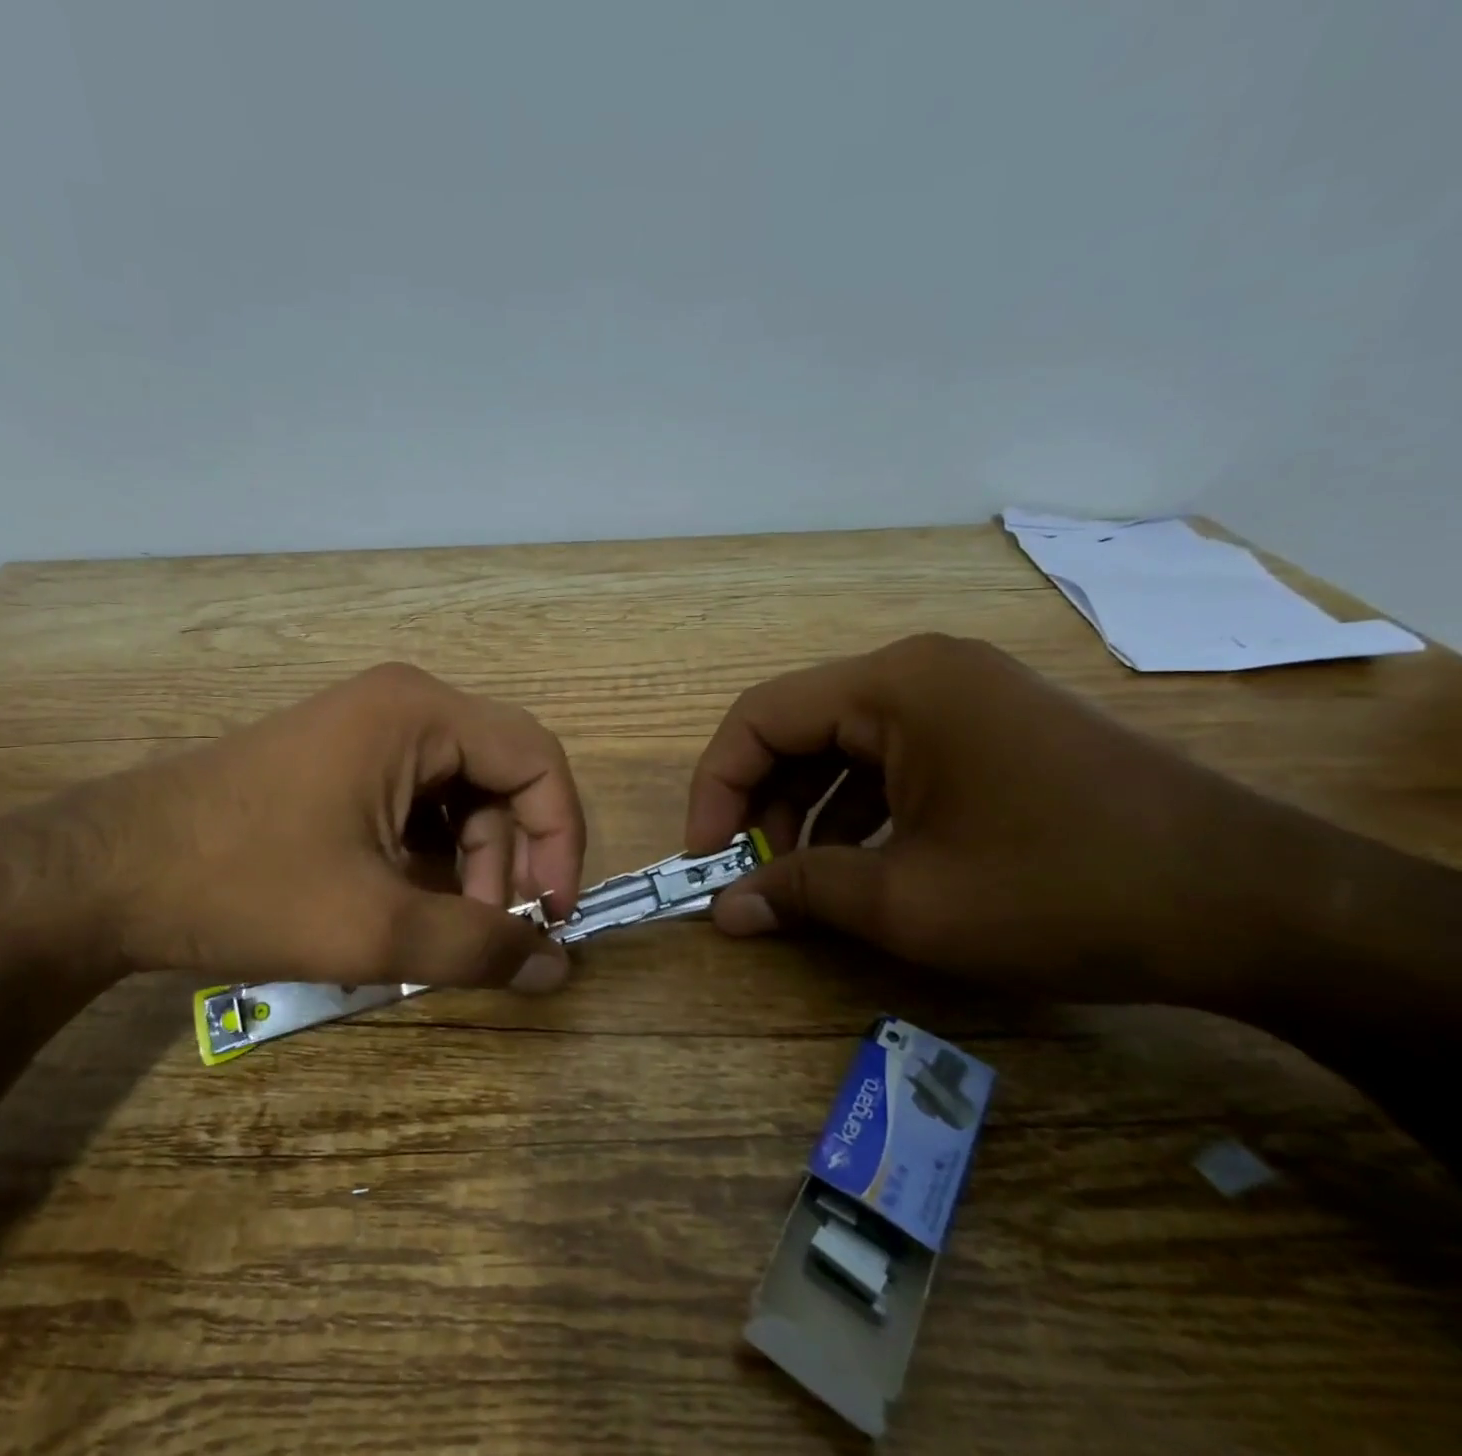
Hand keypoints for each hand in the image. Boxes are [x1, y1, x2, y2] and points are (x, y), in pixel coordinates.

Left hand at [31, 663, 584, 992]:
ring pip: (461, 794)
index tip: (551, 915)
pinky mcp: (341, 758)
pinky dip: (428, 854)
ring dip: (467, 864)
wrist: (107, 871)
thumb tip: (559, 969)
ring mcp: (367, 727)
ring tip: (433, 927)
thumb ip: (479, 949)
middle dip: (507, 860)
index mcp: (420, 714)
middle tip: (483, 932)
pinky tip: (399, 901)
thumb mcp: (373, 929)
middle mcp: (403, 704)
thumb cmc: (244, 884)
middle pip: (500, 777)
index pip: (538, 760)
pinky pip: (418, 800)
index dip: (561, 837)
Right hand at [684, 634, 1307, 1004]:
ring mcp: (962, 696)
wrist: (1261, 907)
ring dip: (805, 809)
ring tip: (799, 878)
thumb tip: (723, 911)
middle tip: (749, 875)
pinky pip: (891, 757)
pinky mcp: (990, 728)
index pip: (758, 717)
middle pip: (798, 727)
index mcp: (894, 686)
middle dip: (760, 803)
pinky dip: (856, 807)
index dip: (715, 787)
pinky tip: (857, 861)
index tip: (705, 858)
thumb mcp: (910, 901)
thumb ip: (800, 894)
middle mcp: (921, 671)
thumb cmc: (1064, 892)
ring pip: (842, 744)